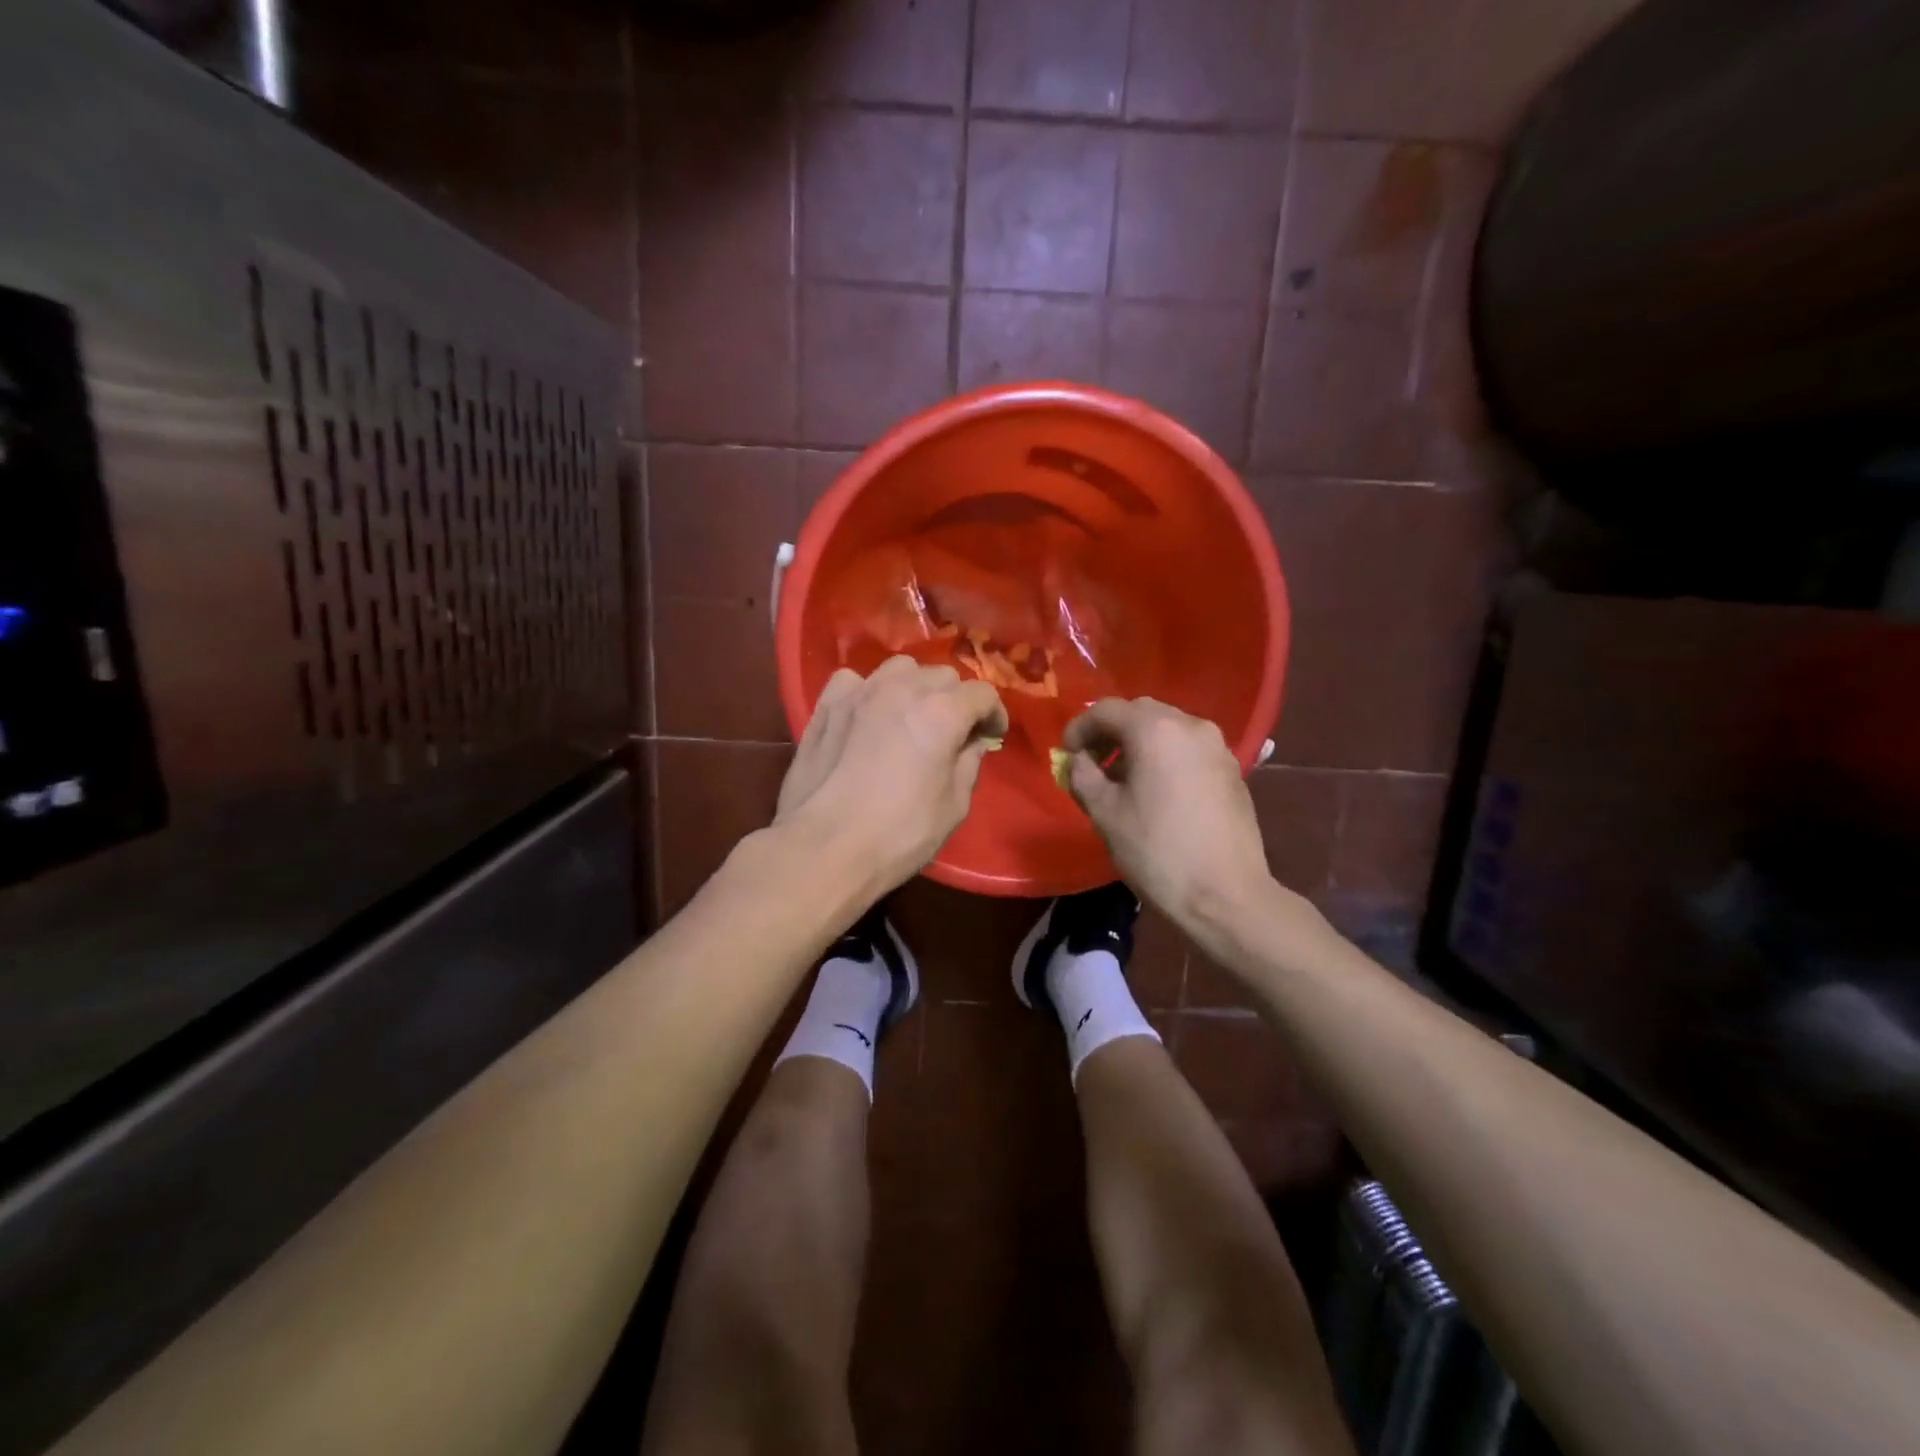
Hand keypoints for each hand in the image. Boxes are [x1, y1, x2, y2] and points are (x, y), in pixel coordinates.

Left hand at [776, 656, 1008, 892]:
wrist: (823, 848)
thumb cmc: (898, 835)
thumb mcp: (953, 807)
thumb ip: (968, 765)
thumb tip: (971, 743)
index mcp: (941, 713)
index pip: (981, 694)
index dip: (994, 714)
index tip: (992, 736)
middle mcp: (902, 690)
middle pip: (942, 676)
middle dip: (955, 700)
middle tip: (953, 732)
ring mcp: (860, 693)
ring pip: (900, 669)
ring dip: (914, 688)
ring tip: (911, 716)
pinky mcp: (826, 706)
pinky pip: (854, 681)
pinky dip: (868, 692)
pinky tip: (867, 715)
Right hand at [1061, 698, 1272, 927]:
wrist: (1225, 895)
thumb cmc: (1157, 852)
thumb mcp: (1105, 813)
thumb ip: (1083, 776)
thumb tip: (1078, 760)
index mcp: (1156, 730)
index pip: (1106, 710)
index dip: (1079, 728)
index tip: (1066, 754)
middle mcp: (1191, 726)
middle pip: (1140, 713)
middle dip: (1111, 732)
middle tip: (1091, 762)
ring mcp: (1217, 747)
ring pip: (1168, 729)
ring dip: (1139, 744)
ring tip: (1122, 779)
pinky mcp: (1232, 770)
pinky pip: (1188, 749)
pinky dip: (1165, 756)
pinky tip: (1156, 791)